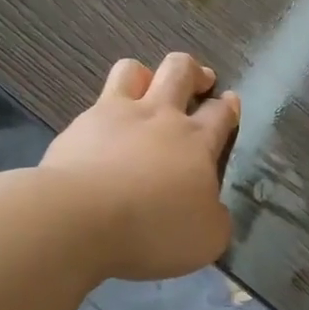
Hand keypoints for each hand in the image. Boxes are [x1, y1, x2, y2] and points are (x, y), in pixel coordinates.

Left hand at [41, 52, 241, 280]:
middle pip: (180, 71)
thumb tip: (213, 210)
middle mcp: (159, 116)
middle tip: (199, 81)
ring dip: (145, 75)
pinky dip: (103, 113)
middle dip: (194, 71)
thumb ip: (215, 218)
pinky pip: (95, 103)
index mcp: (196, 142)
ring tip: (147, 90)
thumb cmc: (154, 229)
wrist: (81, 218)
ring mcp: (115, 115)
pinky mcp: (78, 126)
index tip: (229, 101)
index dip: (228, 106)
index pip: (220, 112)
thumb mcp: (207, 238)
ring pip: (133, 70)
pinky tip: (101, 132)